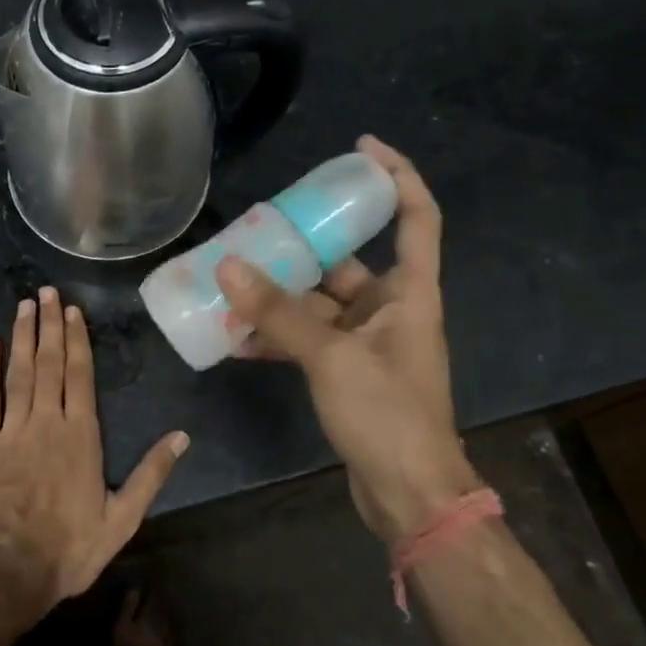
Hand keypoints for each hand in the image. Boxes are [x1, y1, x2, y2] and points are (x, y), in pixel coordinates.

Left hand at [0, 287, 188, 617]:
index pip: (80, 375)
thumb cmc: (69, 547)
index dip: (76, 340)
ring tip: (24, 305)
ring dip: (22, 336)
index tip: (72, 310)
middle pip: (48, 363)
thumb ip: (151, 474)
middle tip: (46, 292)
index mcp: (80, 434)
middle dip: (49, 324)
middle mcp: (46, 421)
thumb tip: (182, 437)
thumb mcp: (122, 518)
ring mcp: (11, 429)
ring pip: (18, 372)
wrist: (8, 572)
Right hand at [217, 136, 479, 542]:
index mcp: (409, 291)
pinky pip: (306, 339)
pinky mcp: (346, 372)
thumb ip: (279, 313)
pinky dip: (276, 337)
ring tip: (230, 280)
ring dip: (278, 296)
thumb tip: (229, 266)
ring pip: (317, 303)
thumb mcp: (331, 357)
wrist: (409, 497)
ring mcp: (366, 342)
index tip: (360, 148)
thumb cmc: (388, 415)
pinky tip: (234, 339)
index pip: (417, 216)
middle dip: (302, 244)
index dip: (396, 175)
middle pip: (346, 259)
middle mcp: (390, 308)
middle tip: (257, 225)